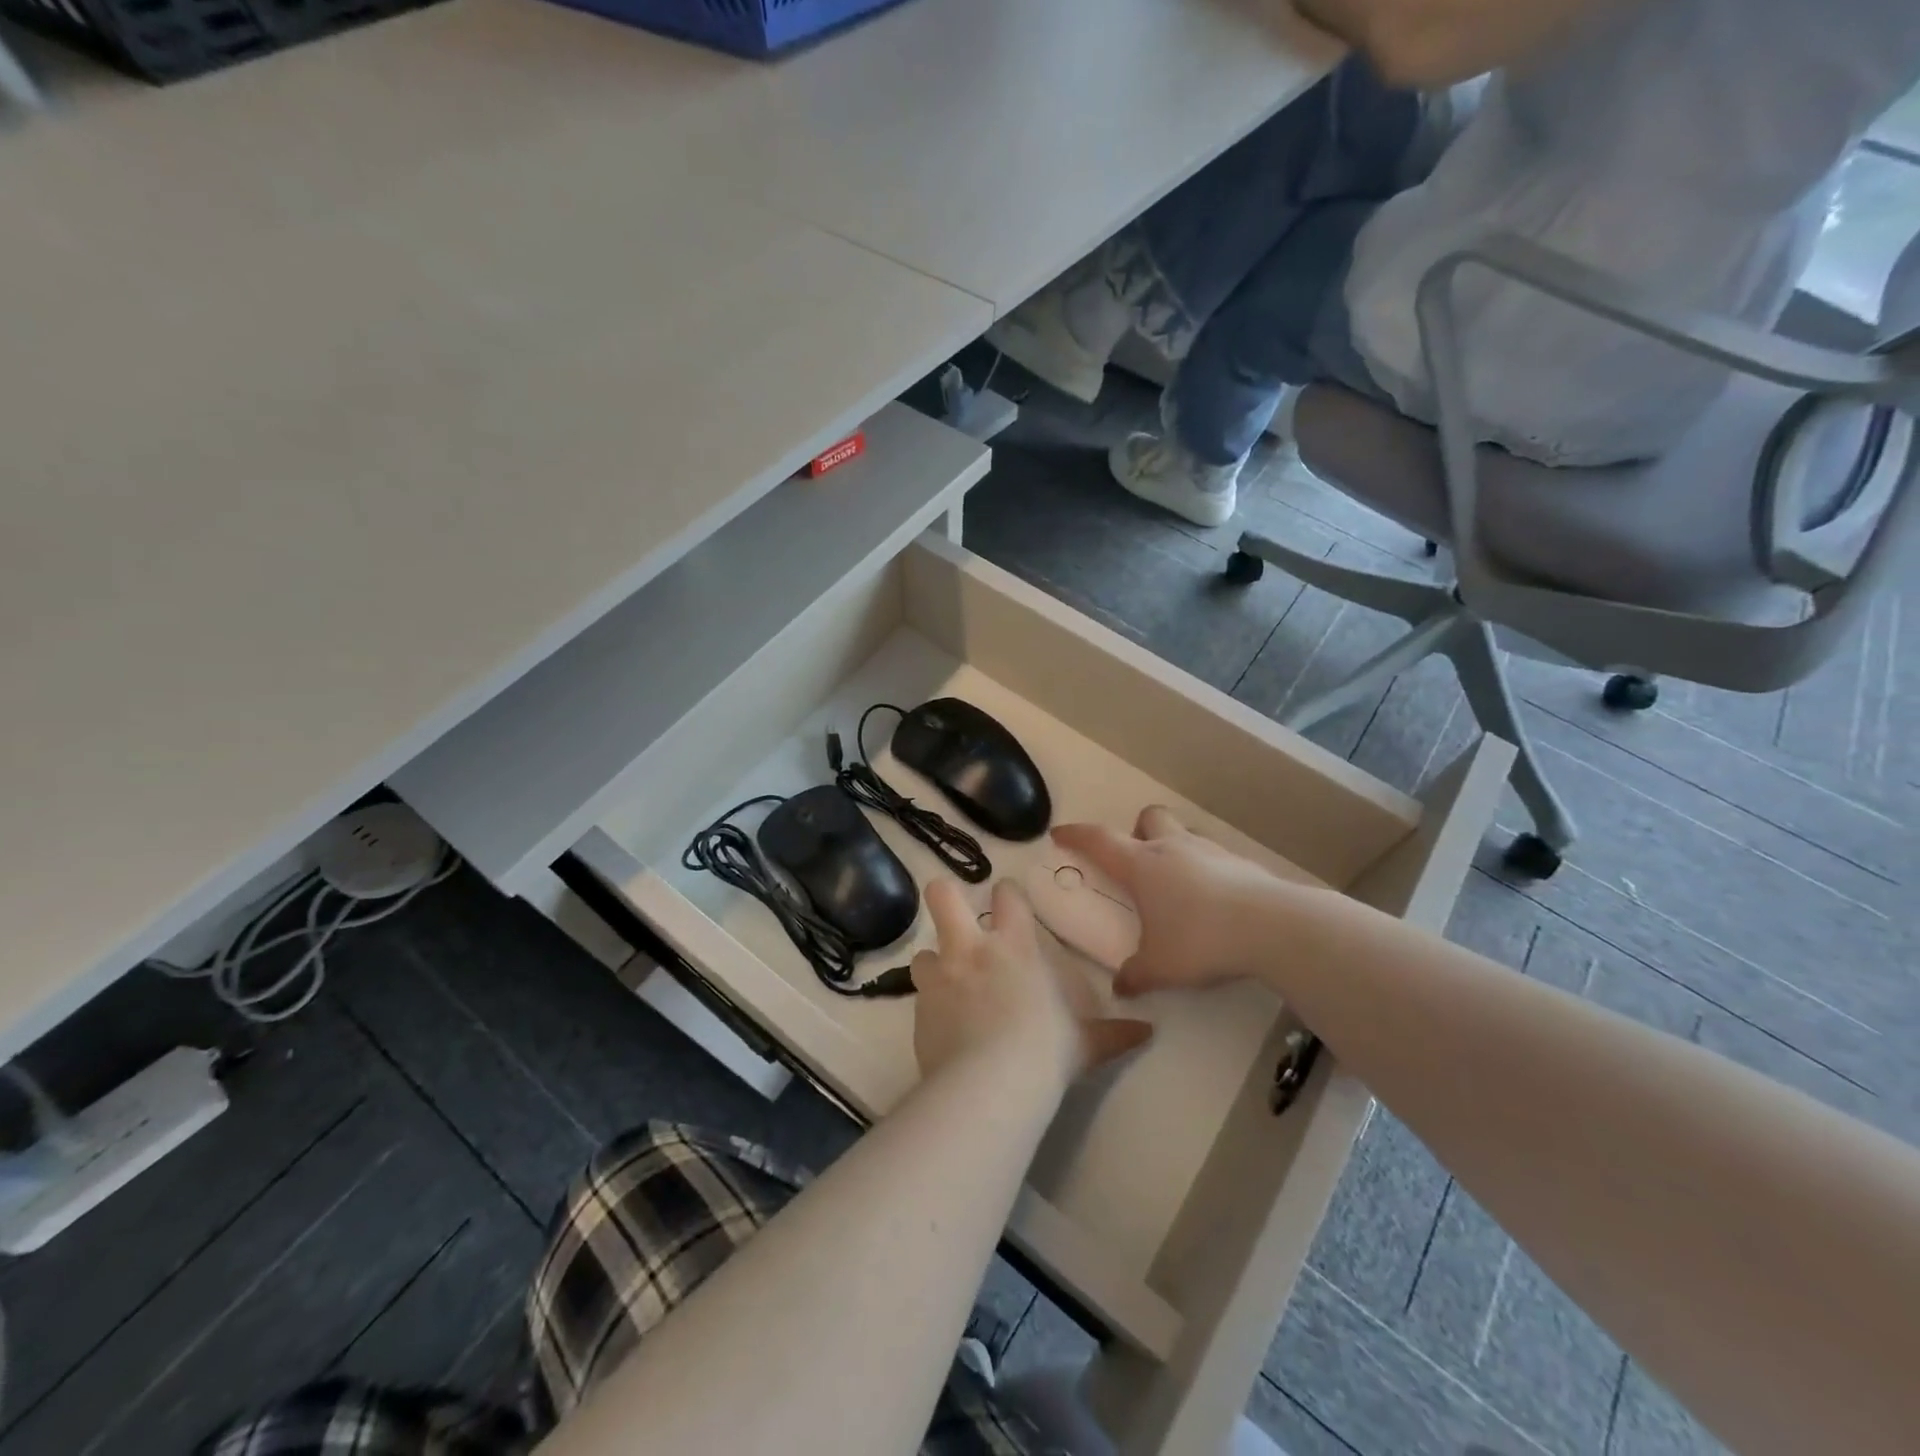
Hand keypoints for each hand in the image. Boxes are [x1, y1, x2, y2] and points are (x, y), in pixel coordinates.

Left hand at [911, 879, 1152, 1084]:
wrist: (992, 1085)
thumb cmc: (1046, 1052)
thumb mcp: (1086, 1043)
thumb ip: (1113, 1033)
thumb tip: (1147, 1032)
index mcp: (1014, 946)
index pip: (1006, 896)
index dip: (1005, 893)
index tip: (1007, 899)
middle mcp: (971, 951)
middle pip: (942, 896)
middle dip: (944, 896)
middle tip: (951, 910)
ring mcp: (940, 978)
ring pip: (923, 953)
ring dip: (934, 964)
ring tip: (945, 983)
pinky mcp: (918, 1011)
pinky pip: (919, 998)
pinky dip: (929, 1006)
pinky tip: (941, 1027)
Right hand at [1052, 806, 1289, 997]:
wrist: (1273, 927)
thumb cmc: (1201, 940)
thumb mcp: (1160, 967)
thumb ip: (1136, 975)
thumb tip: (1121, 987)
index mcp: (1143, 866)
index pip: (1099, 841)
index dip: (1077, 835)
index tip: (1060, 834)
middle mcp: (1173, 849)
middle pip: (1149, 818)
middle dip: (1138, 832)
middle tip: (1138, 861)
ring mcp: (1211, 852)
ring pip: (1184, 834)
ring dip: (1174, 850)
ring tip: (1177, 888)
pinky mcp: (1242, 864)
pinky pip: (1214, 858)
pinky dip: (1207, 872)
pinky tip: (1214, 903)